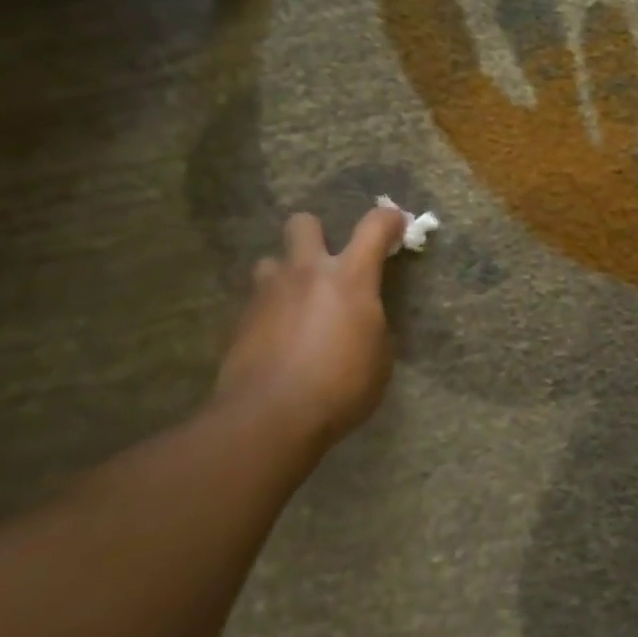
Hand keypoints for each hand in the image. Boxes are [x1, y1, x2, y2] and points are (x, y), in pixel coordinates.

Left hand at [216, 207, 407, 450]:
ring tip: (295, 303)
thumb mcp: (379, 359)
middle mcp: (307, 273)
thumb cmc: (340, 387)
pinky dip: (270, 313)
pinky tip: (278, 340)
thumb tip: (364, 323)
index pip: (375, 226)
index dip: (389, 219)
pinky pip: (256, 302)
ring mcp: (268, 294)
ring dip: (286, 275)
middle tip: (326, 263)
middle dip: (316, 234)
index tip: (397, 225)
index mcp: (351, 278)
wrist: (269, 418)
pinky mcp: (240, 321)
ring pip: (271, 261)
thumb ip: (372, 327)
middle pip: (304, 223)